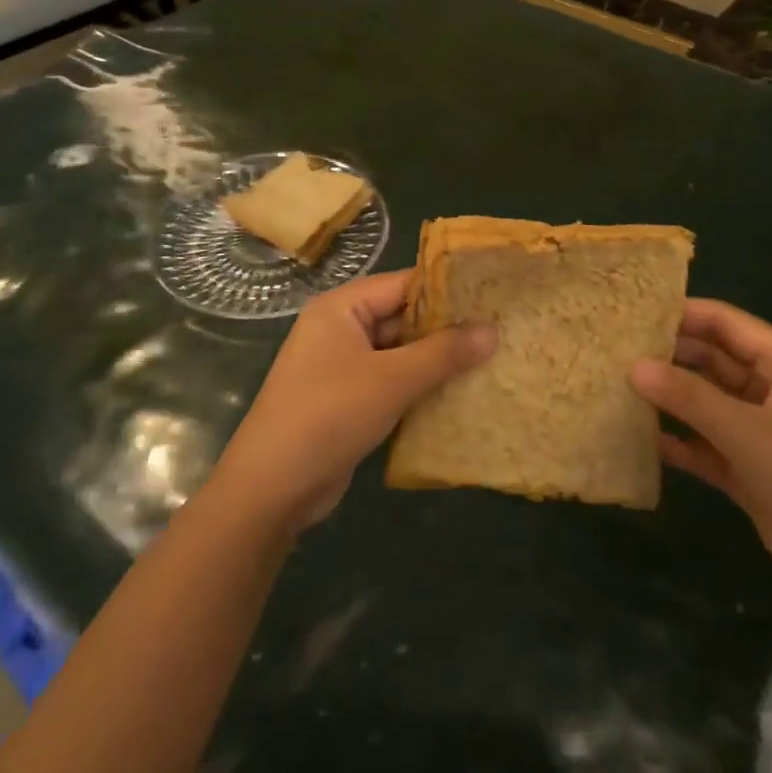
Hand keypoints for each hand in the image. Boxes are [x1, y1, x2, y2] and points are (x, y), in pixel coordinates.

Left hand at [207, 270, 495, 534]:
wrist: (271, 489)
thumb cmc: (328, 416)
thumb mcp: (391, 380)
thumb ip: (443, 353)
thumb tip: (493, 330)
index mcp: (342, 307)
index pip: (404, 284)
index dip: (448, 289)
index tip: (493, 295)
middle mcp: (341, 328)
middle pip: (403, 317)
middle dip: (447, 328)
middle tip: (501, 330)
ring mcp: (342, 366)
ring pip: (400, 353)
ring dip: (437, 361)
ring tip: (491, 360)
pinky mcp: (348, 400)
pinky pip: (392, 382)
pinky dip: (420, 387)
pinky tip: (459, 395)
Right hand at [630, 300, 771, 621]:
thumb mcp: (750, 433)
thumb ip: (690, 398)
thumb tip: (633, 366)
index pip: (726, 323)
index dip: (683, 313)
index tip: (633, 312)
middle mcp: (769, 392)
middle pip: (711, 360)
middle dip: (669, 355)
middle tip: (615, 350)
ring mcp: (758, 433)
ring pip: (704, 402)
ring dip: (668, 397)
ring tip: (616, 386)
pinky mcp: (747, 472)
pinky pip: (704, 444)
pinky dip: (677, 441)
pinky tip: (638, 438)